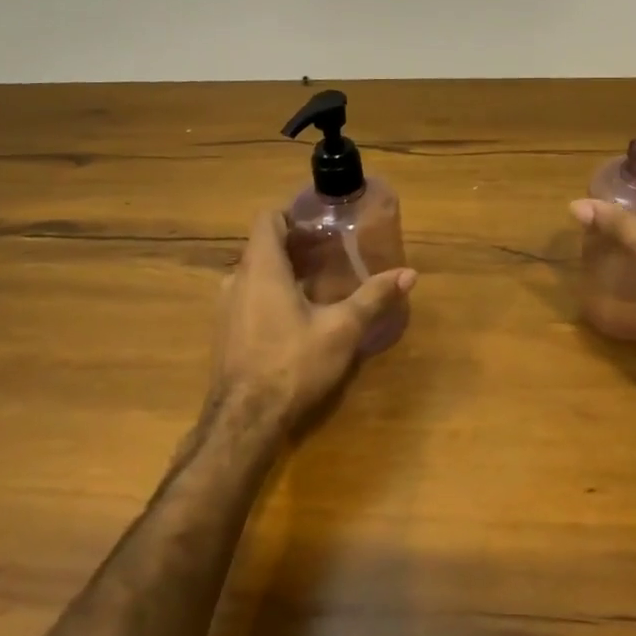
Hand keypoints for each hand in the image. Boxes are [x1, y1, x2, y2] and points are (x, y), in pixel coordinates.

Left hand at [207, 210, 416, 444]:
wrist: (245, 422)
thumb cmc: (293, 364)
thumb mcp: (342, 329)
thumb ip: (373, 297)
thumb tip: (409, 273)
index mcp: (261, 269)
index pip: (267, 219)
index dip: (291, 214)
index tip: (320, 222)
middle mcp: (236, 281)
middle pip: (263, 246)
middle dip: (295, 244)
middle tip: (331, 251)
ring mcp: (226, 308)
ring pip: (255, 274)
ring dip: (283, 270)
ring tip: (319, 281)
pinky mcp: (227, 333)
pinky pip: (249, 297)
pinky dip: (272, 293)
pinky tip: (299, 314)